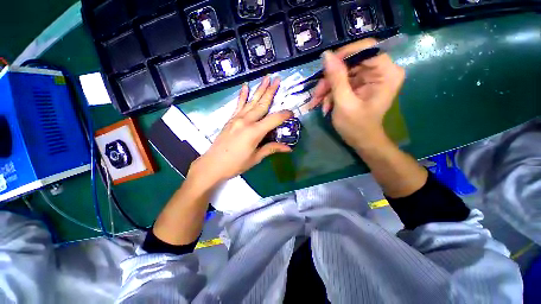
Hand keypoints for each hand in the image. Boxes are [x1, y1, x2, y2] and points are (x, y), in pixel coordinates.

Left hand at [188, 76, 292, 187]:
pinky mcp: (230, 119)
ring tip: (266, 78)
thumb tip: (288, 148)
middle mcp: (246, 121)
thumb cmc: (236, 164)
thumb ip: (271, 148)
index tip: (291, 113)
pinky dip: (242, 95)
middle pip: (262, 104)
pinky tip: (245, 86)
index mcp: (255, 131)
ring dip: (259, 89)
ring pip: (251, 101)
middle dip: (271, 91)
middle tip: (278, 79)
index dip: (284, 115)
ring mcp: (237, 118)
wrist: (213, 164)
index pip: (274, 119)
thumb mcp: (256, 158)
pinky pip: (238, 105)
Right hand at [307, 38, 404, 149]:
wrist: (361, 141)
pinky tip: (324, 106)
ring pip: (343, 72)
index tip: (326, 68)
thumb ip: (336, 78)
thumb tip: (326, 55)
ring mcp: (369, 78)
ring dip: (327, 88)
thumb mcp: (344, 103)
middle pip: (351, 62)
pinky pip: (342, 82)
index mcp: (387, 73)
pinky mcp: (360, 85)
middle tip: (316, 94)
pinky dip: (330, 93)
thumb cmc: (356, 126)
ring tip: (316, 103)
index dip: (344, 55)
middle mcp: (381, 71)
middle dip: (330, 78)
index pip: (367, 48)